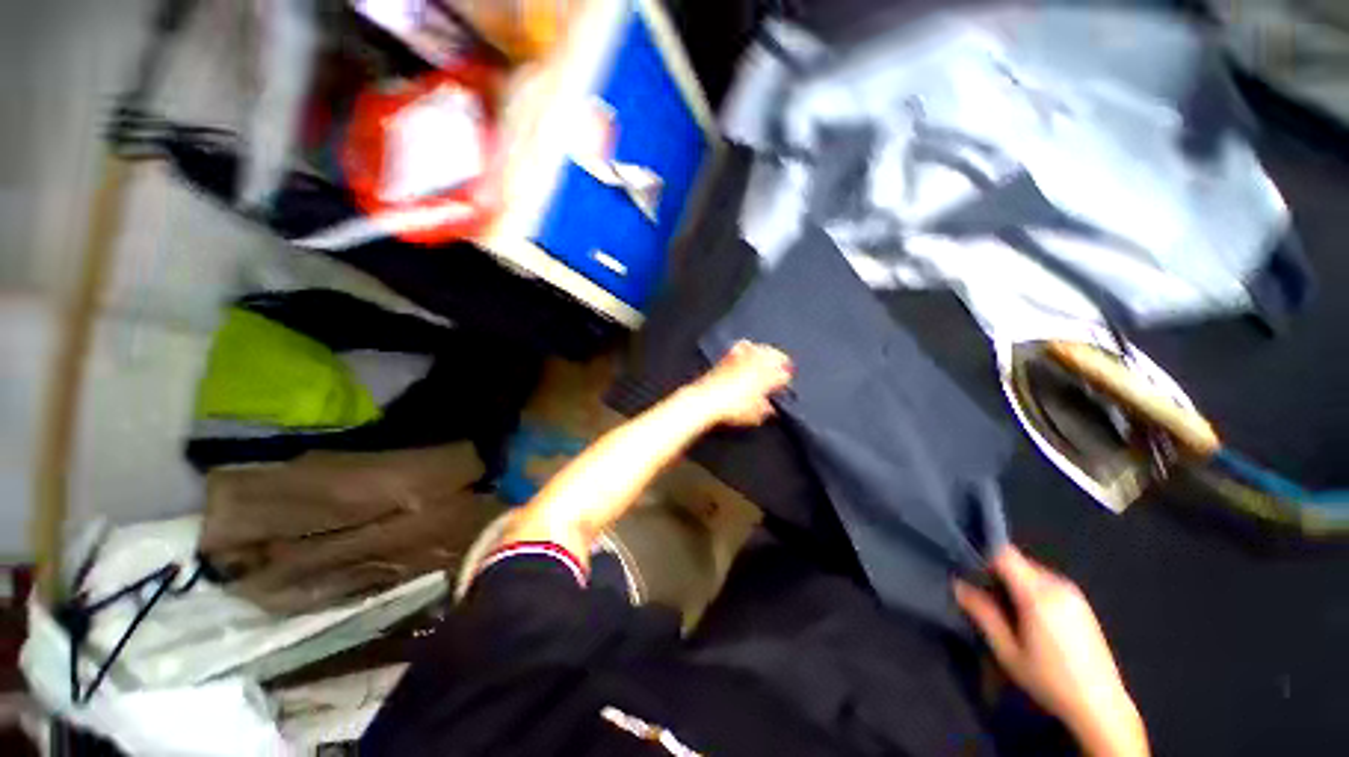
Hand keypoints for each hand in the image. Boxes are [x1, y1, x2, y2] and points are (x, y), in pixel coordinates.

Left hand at [693, 341, 792, 426]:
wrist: (707, 401)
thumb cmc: (730, 409)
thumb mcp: (754, 416)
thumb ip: (765, 410)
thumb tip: (770, 409)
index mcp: (766, 380)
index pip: (783, 376)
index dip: (786, 380)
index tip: (785, 382)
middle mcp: (756, 367)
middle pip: (774, 357)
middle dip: (780, 359)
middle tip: (784, 362)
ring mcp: (742, 361)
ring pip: (760, 349)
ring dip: (766, 350)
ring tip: (769, 351)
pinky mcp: (728, 359)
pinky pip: (740, 347)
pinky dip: (746, 346)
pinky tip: (747, 345)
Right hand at [955, 547, 1147, 756]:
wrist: (1100, 705)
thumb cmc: (1049, 679)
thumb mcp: (1007, 651)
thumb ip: (982, 613)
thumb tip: (958, 585)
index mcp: (1038, 593)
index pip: (1003, 553)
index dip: (981, 554)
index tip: (964, 567)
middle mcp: (1058, 585)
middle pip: (1016, 562)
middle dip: (995, 573)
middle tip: (980, 594)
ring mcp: (1074, 593)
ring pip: (1031, 572)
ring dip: (1013, 583)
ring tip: (1003, 609)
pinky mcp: (1081, 604)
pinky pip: (1046, 583)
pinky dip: (1030, 591)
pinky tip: (1028, 618)